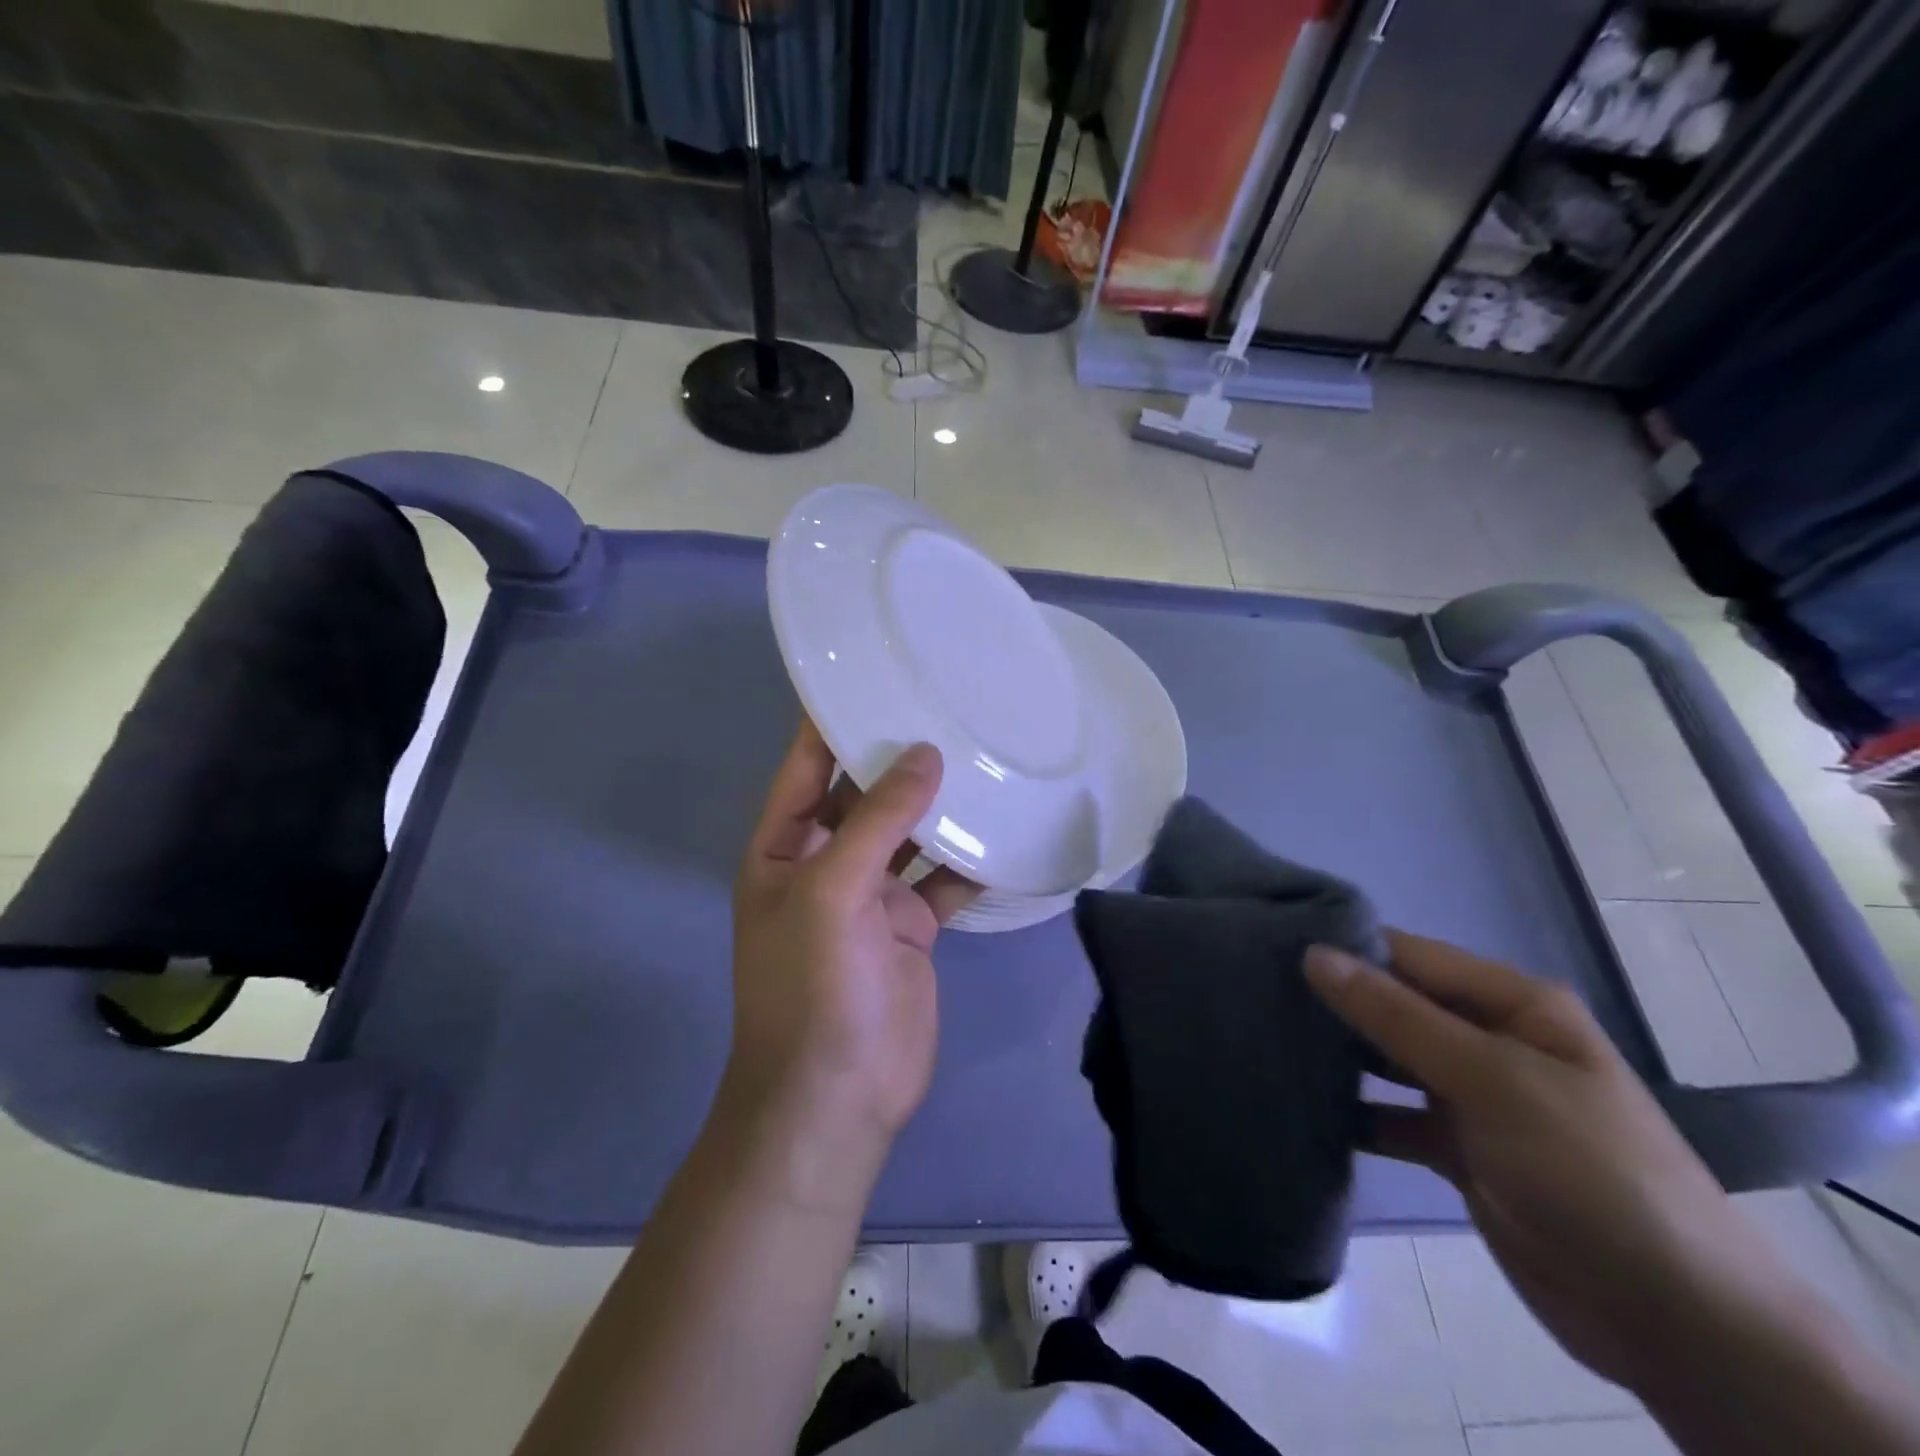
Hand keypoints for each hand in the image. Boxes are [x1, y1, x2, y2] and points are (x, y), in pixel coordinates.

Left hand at [722, 720, 977, 1201]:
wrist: (838, 1097)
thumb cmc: (815, 987)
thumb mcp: (833, 892)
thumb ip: (877, 821)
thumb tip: (924, 754)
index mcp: (786, 846)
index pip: (805, 765)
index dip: (830, 720)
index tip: (869, 670)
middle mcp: (826, 860)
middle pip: (863, 792)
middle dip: (897, 754)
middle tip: (945, 699)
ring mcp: (872, 894)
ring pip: (908, 831)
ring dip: (939, 800)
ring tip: (982, 748)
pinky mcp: (911, 925)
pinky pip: (942, 877)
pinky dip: (968, 856)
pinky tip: (1004, 824)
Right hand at [1304, 931, 1807, 1397]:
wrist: (1676, 1320)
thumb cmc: (1588, 1169)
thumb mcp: (1491, 1079)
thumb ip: (1397, 1016)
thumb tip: (1315, 955)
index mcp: (1512, 1004)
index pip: (1410, 956)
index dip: (1346, 949)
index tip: (1270, 945)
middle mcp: (1490, 1040)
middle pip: (1396, 1005)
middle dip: (1334, 1001)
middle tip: (1253, 992)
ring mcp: (1475, 1097)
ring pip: (1389, 1059)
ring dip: (1339, 1056)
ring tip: (1263, 1038)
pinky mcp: (1460, 1150)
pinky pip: (1394, 1116)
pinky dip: (1356, 1113)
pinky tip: (1302, 1105)